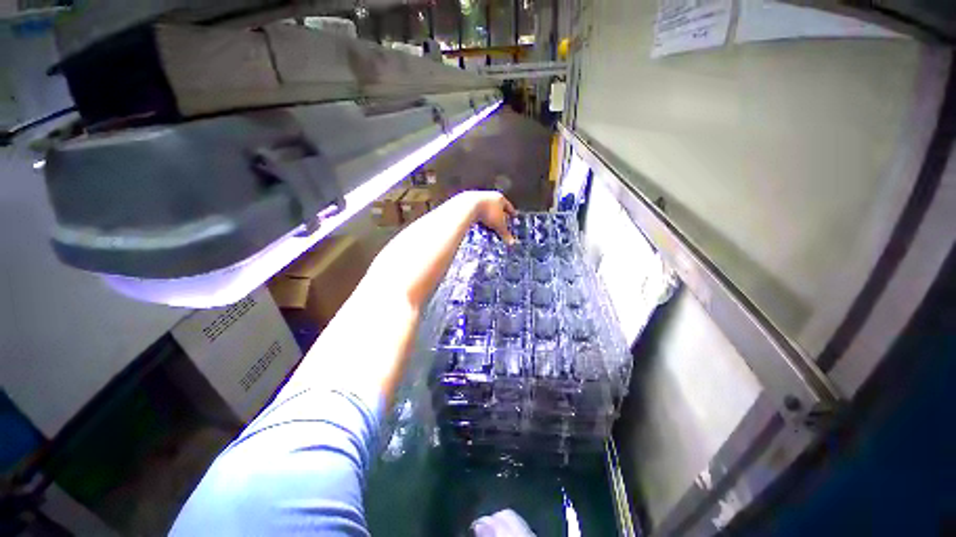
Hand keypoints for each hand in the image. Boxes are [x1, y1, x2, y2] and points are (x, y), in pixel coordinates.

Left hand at [461, 191, 517, 243]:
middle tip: (501, 222)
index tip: (514, 216)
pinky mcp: (468, 201)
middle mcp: (490, 195)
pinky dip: (478, 216)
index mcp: (500, 198)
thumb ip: (505, 233)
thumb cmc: (487, 214)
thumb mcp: (498, 226)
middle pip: (497, 205)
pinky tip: (477, 222)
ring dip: (488, 215)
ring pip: (486, 207)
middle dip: (499, 214)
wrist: (467, 207)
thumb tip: (511, 242)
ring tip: (489, 224)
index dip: (511, 213)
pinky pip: (476, 210)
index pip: (508, 206)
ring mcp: (478, 197)